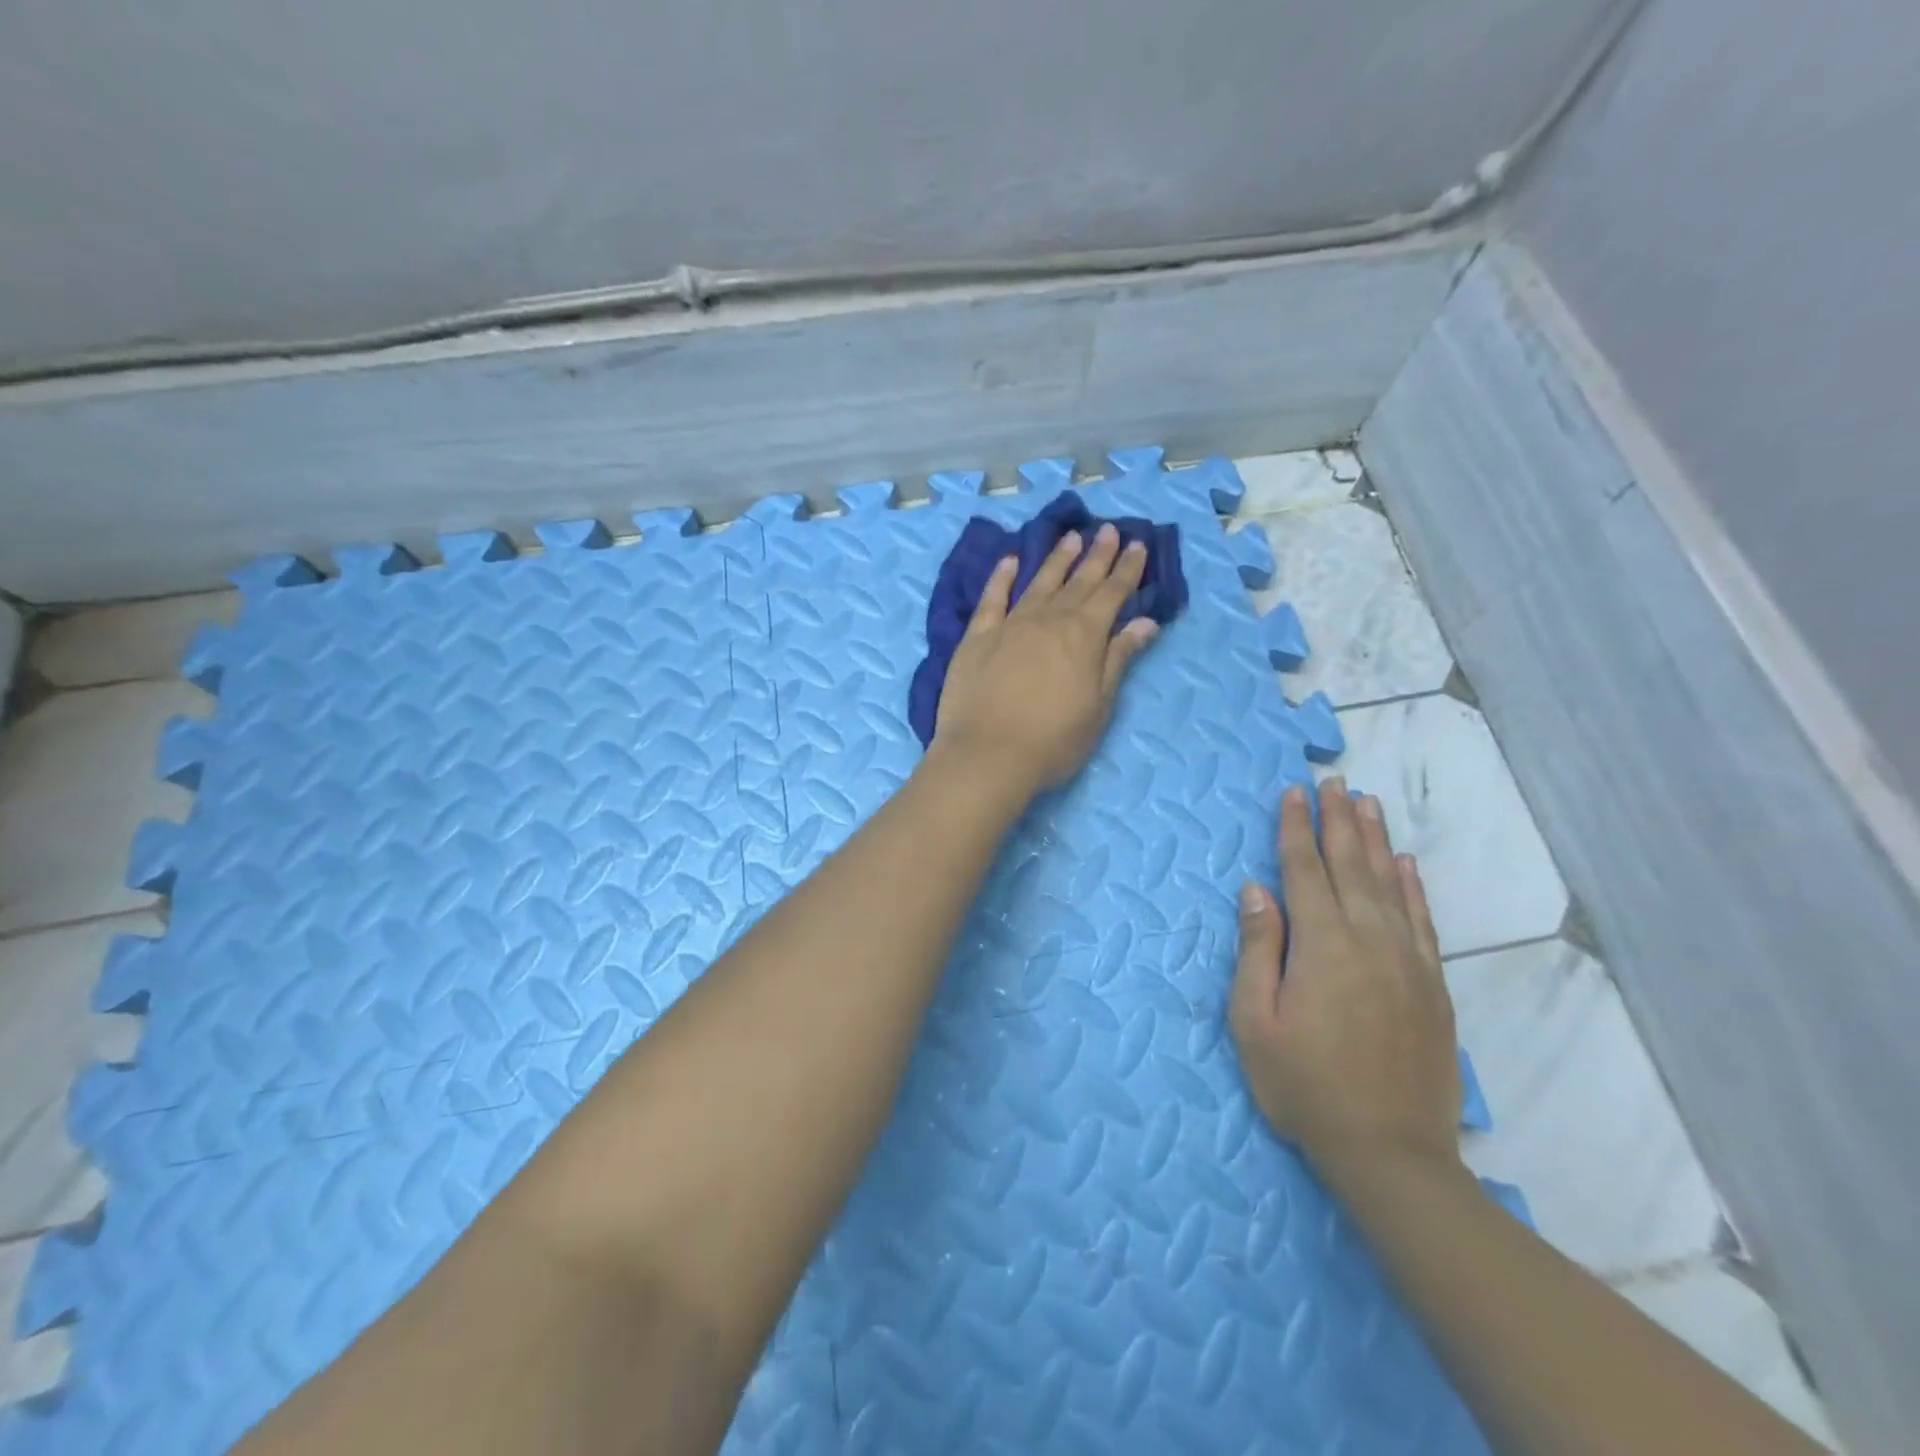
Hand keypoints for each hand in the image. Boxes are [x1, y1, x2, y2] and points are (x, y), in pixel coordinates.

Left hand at [931, 524, 1160, 800]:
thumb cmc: (1053, 741)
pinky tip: (1010, 561)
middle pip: (1078, 582)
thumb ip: (1118, 659)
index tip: (1138, 545)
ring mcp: (1009, 625)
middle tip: (1109, 530)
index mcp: (1084, 636)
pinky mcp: (976, 638)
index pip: (1112, 594)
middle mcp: (1048, 620)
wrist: (987, 755)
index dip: (1126, 570)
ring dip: (1057, 559)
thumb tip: (1145, 622)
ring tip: (1071, 538)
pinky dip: (1001, 577)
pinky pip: (991, 599)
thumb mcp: (1099, 705)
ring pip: (1038, 583)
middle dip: (1097, 556)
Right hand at [1230, 779, 1462, 1186]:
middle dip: (1339, 820)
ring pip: (1390, 884)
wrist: (1390, 1151)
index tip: (1294, 792)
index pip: (1305, 871)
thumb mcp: (1255, 1021)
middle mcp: (1368, 940)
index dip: (1296, 829)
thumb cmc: (1304, 1086)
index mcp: (1321, 945)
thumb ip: (1258, 949)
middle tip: (1335, 781)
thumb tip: (1257, 890)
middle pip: (1351, 865)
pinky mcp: (1432, 985)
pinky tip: (1407, 864)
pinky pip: (1423, 921)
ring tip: (1368, 802)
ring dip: (1376, 840)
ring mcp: (1407, 961)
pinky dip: (1414, 887)